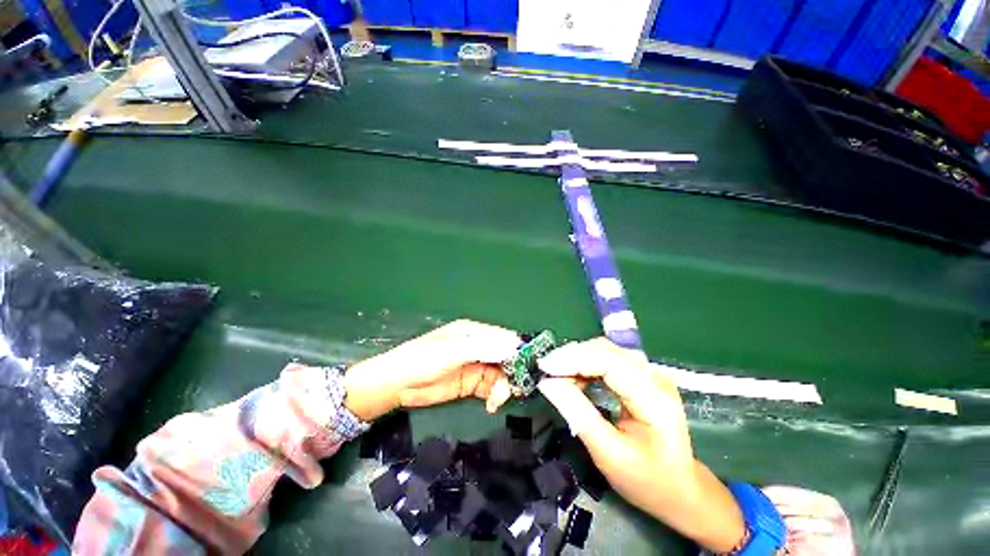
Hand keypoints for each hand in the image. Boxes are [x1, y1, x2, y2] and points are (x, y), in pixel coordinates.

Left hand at [343, 319, 520, 421]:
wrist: (396, 386)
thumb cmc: (422, 361)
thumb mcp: (452, 351)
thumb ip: (482, 347)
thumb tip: (514, 345)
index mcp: (475, 332)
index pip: (505, 338)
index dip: (519, 351)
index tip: (529, 367)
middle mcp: (479, 347)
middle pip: (507, 357)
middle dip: (513, 372)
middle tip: (511, 389)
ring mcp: (476, 366)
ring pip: (503, 374)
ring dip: (505, 387)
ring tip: (497, 400)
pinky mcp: (472, 384)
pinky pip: (493, 388)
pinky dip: (497, 396)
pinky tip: (492, 404)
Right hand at [536, 338, 746, 552]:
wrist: (680, 490)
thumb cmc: (646, 479)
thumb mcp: (607, 451)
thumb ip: (576, 413)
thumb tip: (546, 383)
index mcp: (653, 397)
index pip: (609, 362)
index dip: (573, 359)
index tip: (544, 366)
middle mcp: (654, 376)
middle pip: (606, 350)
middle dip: (571, 356)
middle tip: (545, 369)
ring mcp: (650, 373)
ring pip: (605, 350)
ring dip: (577, 358)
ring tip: (556, 373)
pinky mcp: (642, 375)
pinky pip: (608, 359)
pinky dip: (586, 363)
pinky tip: (574, 376)